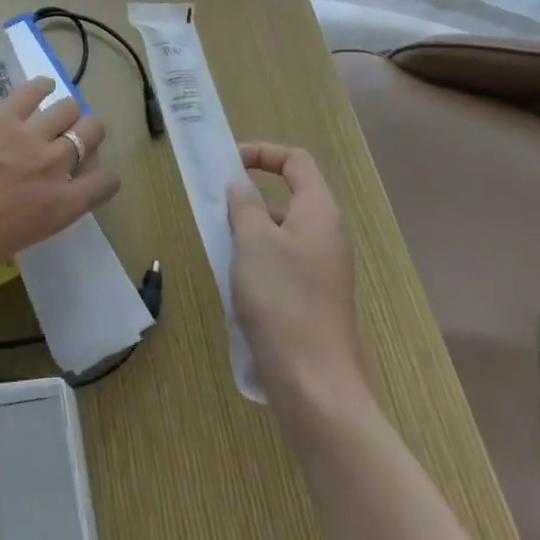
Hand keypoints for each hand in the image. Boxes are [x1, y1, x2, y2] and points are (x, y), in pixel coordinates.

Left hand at [0, 79, 116, 283]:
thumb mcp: (7, 249)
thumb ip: (24, 226)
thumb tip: (13, 219)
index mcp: (61, 208)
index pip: (104, 184)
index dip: (103, 178)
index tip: (92, 176)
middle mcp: (55, 166)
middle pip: (91, 133)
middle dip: (89, 133)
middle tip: (75, 136)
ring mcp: (30, 135)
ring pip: (68, 108)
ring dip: (66, 111)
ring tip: (56, 113)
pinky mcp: (2, 114)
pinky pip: (32, 90)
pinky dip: (40, 86)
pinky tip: (41, 87)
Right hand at [227, 143, 366, 401]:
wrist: (315, 387)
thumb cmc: (283, 302)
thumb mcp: (254, 243)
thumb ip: (245, 204)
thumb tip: (240, 182)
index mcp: (319, 212)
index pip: (295, 161)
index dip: (261, 153)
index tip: (226, 165)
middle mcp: (326, 235)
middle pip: (288, 195)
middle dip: (249, 194)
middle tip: (214, 205)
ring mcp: (321, 269)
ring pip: (280, 231)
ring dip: (248, 229)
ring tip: (217, 243)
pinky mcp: (312, 298)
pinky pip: (281, 261)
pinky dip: (256, 258)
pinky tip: (233, 280)